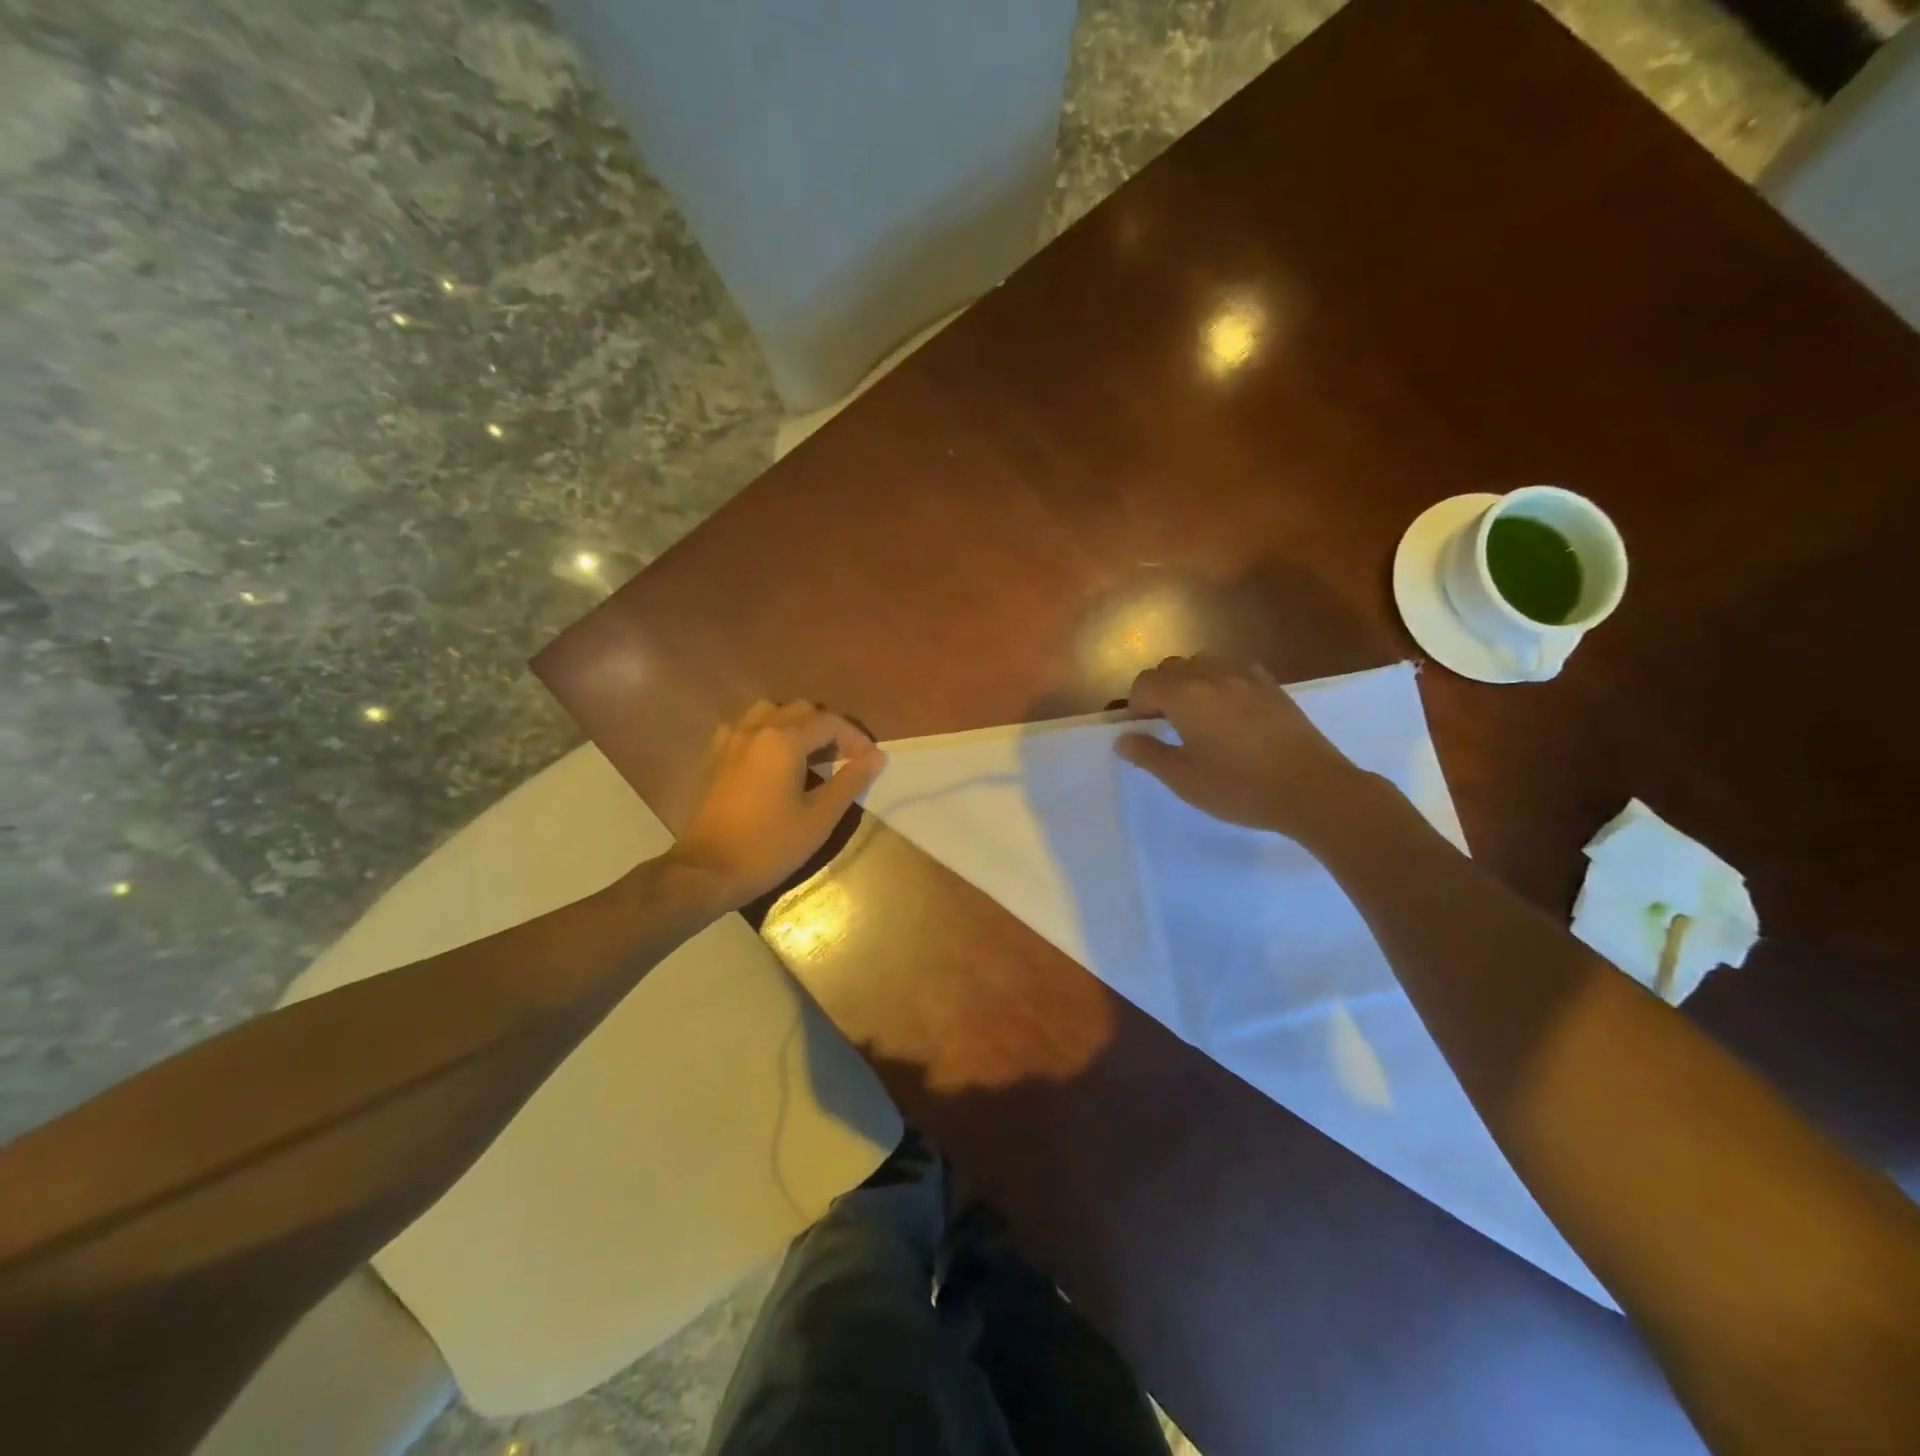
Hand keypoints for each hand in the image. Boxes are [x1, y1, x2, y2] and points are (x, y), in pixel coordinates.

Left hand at [668, 700, 883, 910]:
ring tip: (807, 755)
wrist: (708, 871)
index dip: (855, 738)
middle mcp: (756, 729)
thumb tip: (876, 756)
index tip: (868, 762)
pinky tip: (771, 759)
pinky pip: (745, 727)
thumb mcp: (820, 818)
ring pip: (770, 711)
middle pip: (801, 710)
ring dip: (795, 725)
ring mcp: (731, 740)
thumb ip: (850, 781)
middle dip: (827, 728)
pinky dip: (765, 732)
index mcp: (784, 741)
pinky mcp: (715, 756)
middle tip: (842, 759)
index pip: (830, 722)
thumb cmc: (770, 846)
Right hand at [1114, 654, 1375, 840]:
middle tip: (1165, 724)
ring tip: (1196, 714)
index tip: (1143, 731)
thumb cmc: (1239, 787)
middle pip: (1171, 667)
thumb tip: (1123, 739)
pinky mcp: (1272, 686)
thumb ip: (1148, 754)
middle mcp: (1212, 675)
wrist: (1311, 789)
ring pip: (1203, 663)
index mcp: (1185, 695)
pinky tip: (1229, 712)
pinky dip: (1220, 682)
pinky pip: (1234, 670)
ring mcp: (1246, 677)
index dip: (1136, 705)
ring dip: (1189, 681)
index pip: (1145, 683)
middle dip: (1159, 689)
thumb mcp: (1184, 779)